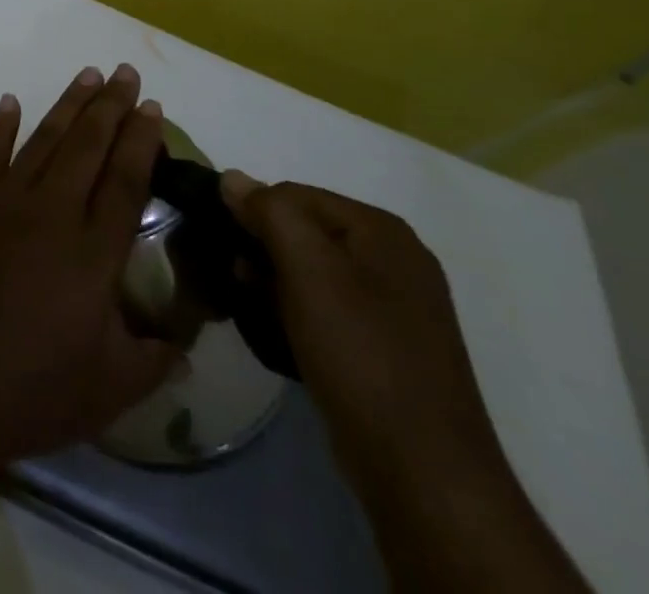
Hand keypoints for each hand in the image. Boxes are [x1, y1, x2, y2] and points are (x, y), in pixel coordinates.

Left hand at [0, 64, 180, 469]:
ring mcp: (3, 201)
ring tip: (88, 75)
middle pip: (88, 146)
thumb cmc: (25, 389)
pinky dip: (1, 125)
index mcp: (92, 253)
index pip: (124, 181)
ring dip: (69, 105)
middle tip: (126, 71)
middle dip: (111, 106)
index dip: (141, 141)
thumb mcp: (106, 391)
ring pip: (44, 139)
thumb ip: (153, 361)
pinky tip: (10, 102)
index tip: (153, 107)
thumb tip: (187, 345)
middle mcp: (51, 212)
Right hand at [218, 173, 506, 490]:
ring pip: (314, 271)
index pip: (294, 194)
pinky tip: (280, 334)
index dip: (253, 214)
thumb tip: (232, 178)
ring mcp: (397, 306)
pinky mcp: (389, 346)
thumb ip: (269, 212)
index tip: (226, 247)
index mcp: (382, 230)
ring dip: (276, 282)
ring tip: (252, 308)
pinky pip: (329, 308)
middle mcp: (395, 258)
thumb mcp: (308, 268)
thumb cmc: (360, 353)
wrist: (421, 471)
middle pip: (305, 231)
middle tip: (236, 280)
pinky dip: (298, 312)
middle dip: (263, 249)